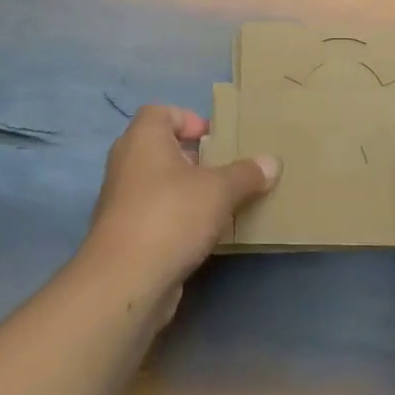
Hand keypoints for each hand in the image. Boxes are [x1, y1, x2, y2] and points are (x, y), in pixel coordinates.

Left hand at [79, 105, 278, 318]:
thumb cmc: (171, 216)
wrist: (125, 282)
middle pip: (161, 149)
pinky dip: (177, 219)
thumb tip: (272, 162)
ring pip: (159, 184)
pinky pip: (156, 215)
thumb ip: (246, 174)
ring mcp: (121, 201)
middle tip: (225, 170)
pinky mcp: (124, 235)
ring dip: (187, 191)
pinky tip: (204, 234)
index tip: (215, 139)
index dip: (188, 119)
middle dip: (194, 158)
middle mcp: (126, 164)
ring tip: (221, 203)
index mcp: (142, 139)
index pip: (160, 112)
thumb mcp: (219, 190)